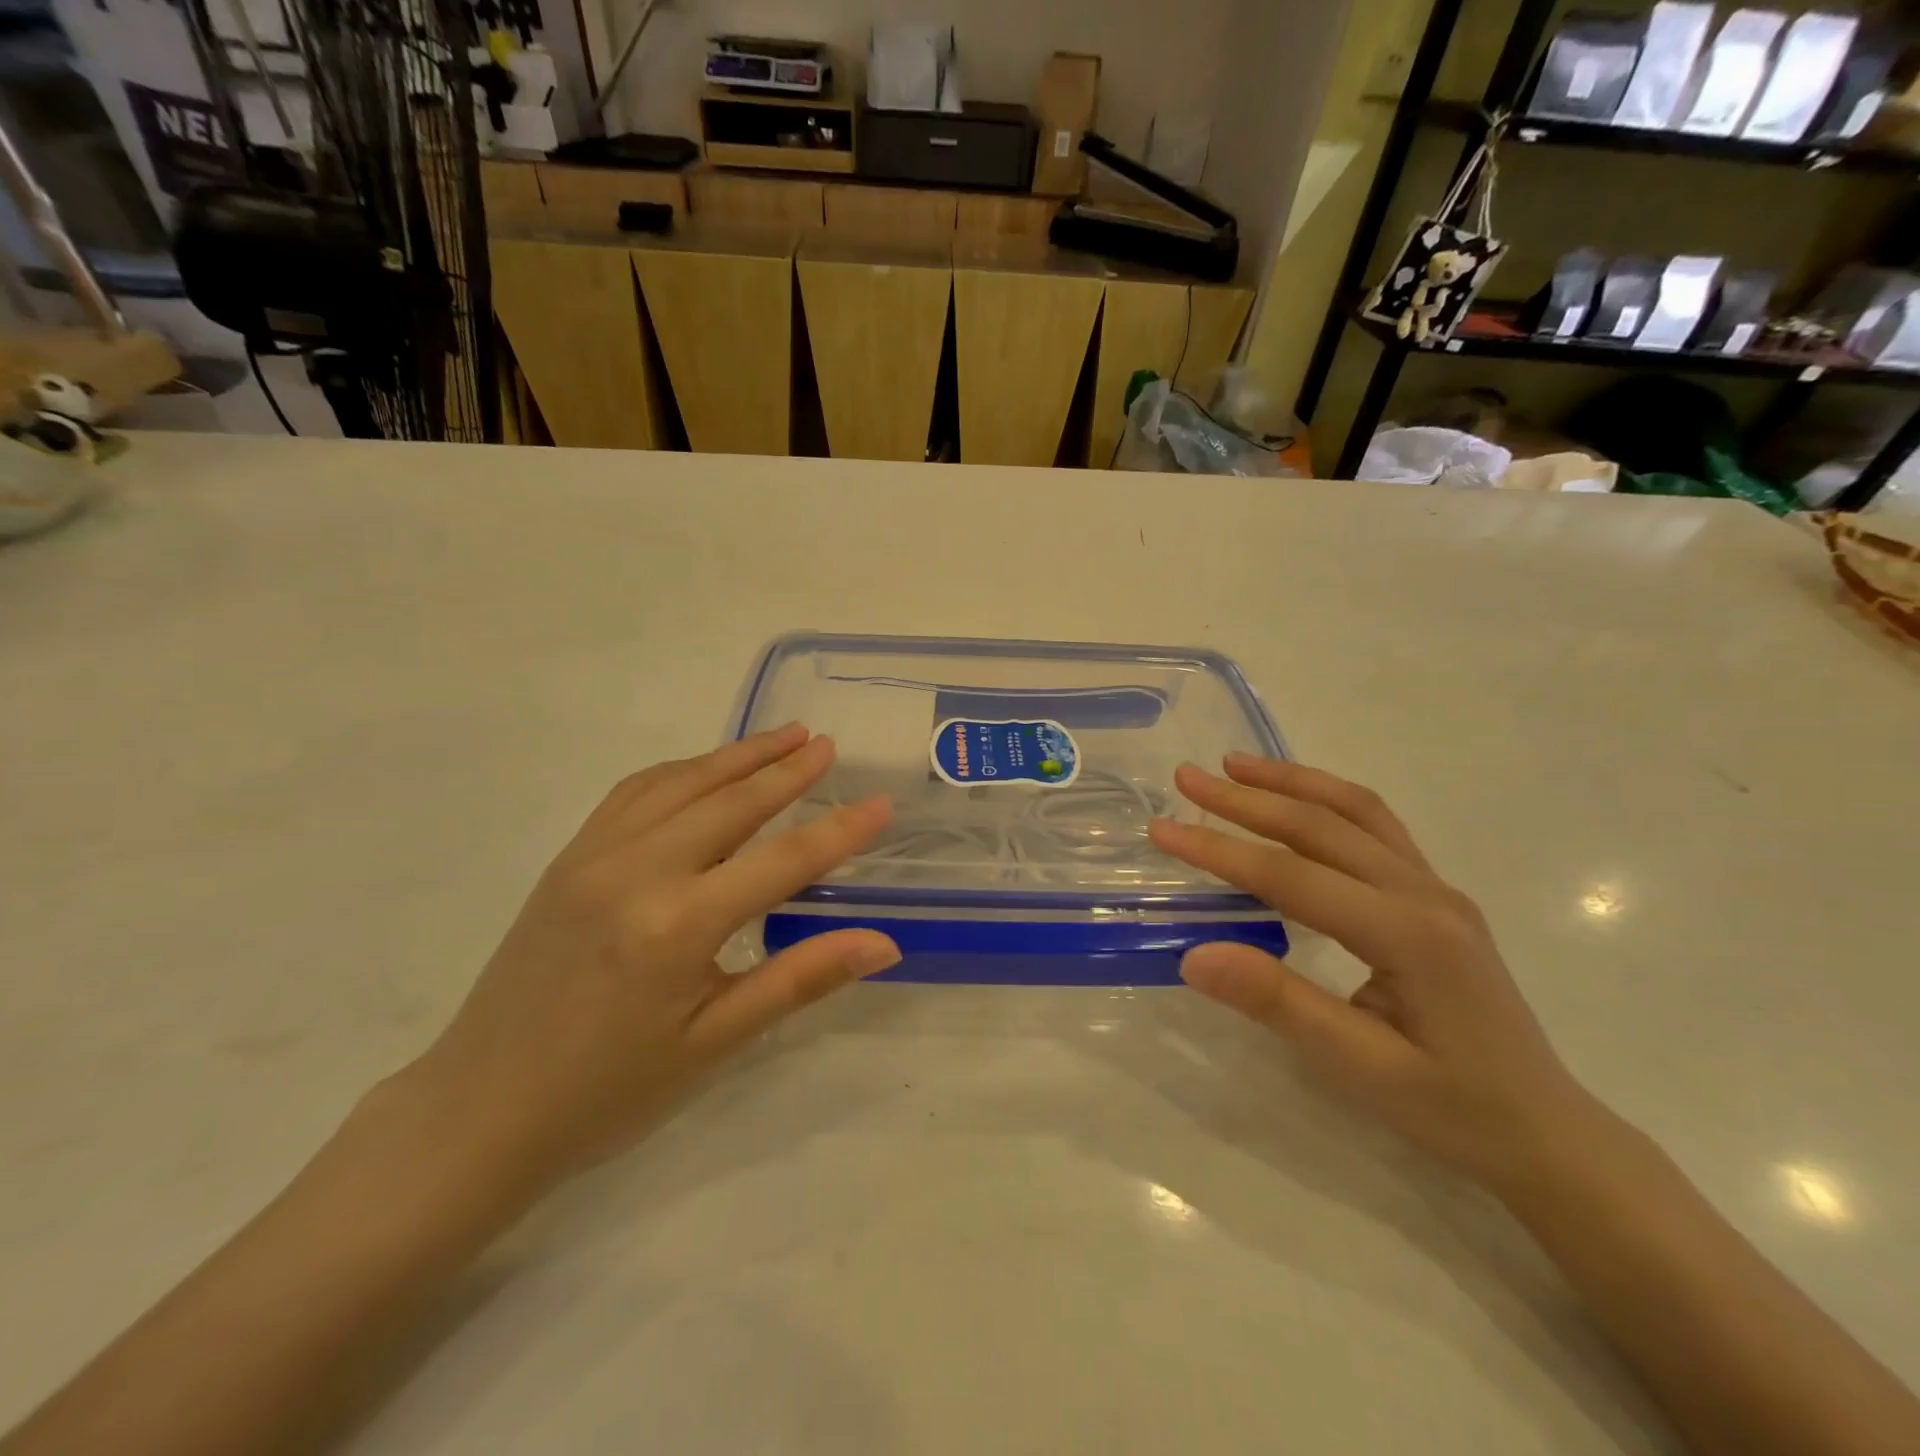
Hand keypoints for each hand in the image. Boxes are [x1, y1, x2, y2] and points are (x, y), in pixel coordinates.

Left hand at [400, 724, 898, 1191]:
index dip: (839, 831)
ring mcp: (594, 857)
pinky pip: (633, 793)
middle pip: (731, 803)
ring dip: (737, 757)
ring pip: (681, 784)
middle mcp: (636, 871)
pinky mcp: (568, 859)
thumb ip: (800, 979)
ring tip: (783, 737)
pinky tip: (705, 769)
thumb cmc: (608, 1092)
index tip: (881, 802)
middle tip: (828, 745)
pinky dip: (681, 770)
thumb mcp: (715, 1043)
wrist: (479, 1113)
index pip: (782, 860)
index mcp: (677, 924)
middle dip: (787, 770)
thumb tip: (883, 944)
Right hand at [1149, 755, 1589, 1189]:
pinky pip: (1377, 825)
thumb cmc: (1451, 1109)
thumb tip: (1193, 956)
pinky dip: (1327, 798)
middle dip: (1246, 798)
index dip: (1220, 851)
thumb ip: (1279, 1003)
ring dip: (1291, 781)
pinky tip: (1297, 797)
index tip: (1162, 830)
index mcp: (1408, 935)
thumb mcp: (1360, 1069)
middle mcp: (1425, 893)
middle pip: (1321, 826)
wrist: (1545, 1133)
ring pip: (1355, 810)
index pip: (1291, 876)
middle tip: (1186, 776)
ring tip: (1234, 765)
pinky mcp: (1435, 895)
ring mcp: (1436, 888)